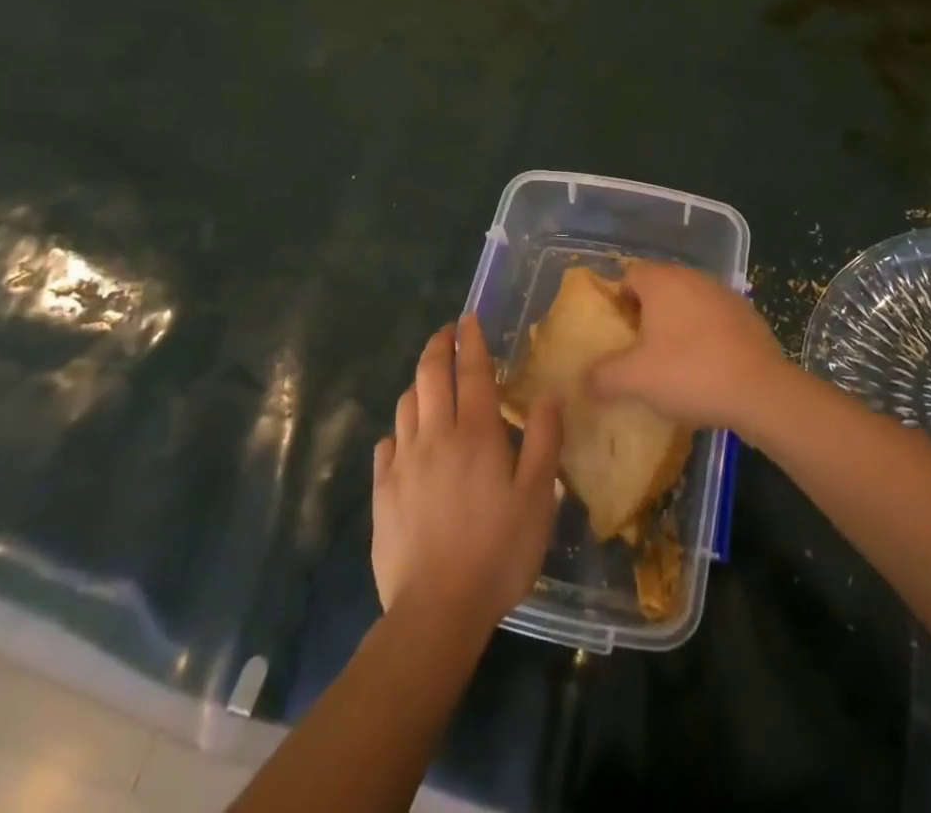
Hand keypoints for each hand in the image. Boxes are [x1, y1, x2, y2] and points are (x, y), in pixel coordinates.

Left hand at [372, 316, 562, 630]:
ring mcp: (404, 462)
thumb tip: (548, 395)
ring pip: (406, 404)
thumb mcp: (537, 498)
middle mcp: (435, 435)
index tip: (469, 318)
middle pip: (430, 375)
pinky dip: (398, 429)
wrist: (436, 611)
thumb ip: (543, 440)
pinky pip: (386, 445)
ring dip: (419, 383)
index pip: (472, 370)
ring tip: (430, 380)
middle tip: (446, 333)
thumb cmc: (498, 552)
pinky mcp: (382, 491)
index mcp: (476, 433)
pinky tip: (404, 438)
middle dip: (438, 346)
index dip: (471, 340)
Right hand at [586, 261, 789, 433]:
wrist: (761, 391)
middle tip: (639, 350)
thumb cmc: (689, 373)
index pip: (629, 276)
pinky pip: (714, 319)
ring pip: (688, 302)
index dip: (618, 302)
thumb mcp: (634, 379)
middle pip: (659, 287)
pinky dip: (705, 335)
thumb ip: (602, 376)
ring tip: (672, 362)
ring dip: (677, 324)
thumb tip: (583, 381)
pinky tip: (706, 367)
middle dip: (647, 314)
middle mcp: (693, 277)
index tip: (618, 334)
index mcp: (662, 281)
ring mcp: (724, 293)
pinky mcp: (748, 315)